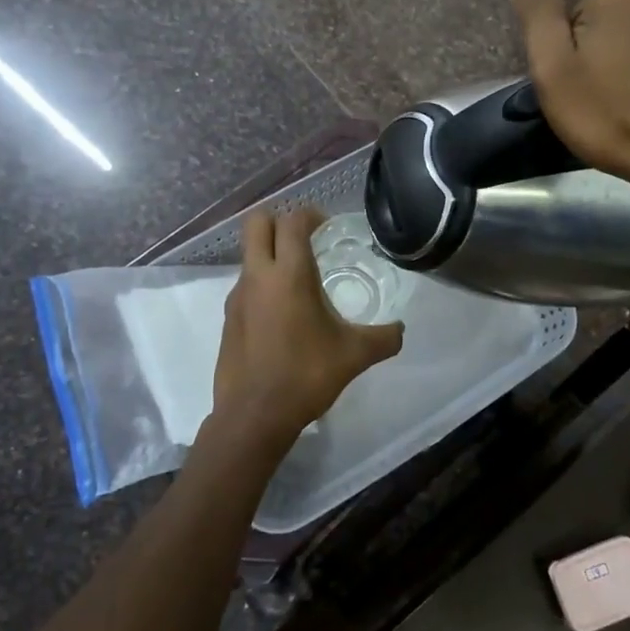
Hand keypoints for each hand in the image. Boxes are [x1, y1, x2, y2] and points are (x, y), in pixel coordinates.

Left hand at [209, 208, 403, 458]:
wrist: (254, 416)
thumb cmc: (306, 375)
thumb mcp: (355, 355)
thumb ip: (384, 338)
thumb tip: (400, 330)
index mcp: (288, 274)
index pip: (292, 221)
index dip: (310, 215)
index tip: (327, 226)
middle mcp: (257, 276)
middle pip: (257, 223)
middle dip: (280, 221)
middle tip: (306, 240)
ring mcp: (237, 296)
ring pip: (249, 254)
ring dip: (271, 254)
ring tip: (300, 281)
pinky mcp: (228, 318)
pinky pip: (246, 285)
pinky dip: (263, 285)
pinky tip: (284, 315)